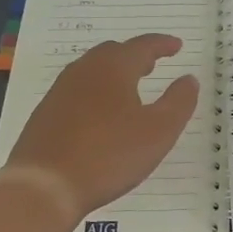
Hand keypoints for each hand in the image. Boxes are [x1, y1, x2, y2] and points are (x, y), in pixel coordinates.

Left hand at [5, 34, 199, 219]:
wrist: (43, 187)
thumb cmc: (109, 155)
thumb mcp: (159, 131)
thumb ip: (179, 102)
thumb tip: (189, 79)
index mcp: (114, 68)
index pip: (143, 46)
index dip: (163, 44)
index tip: (177, 46)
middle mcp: (84, 70)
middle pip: (113, 53)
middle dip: (136, 56)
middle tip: (153, 64)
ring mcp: (60, 91)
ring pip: (92, 71)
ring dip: (114, 73)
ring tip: (129, 88)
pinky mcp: (45, 114)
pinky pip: (77, 91)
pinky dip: (96, 92)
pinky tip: (101, 114)